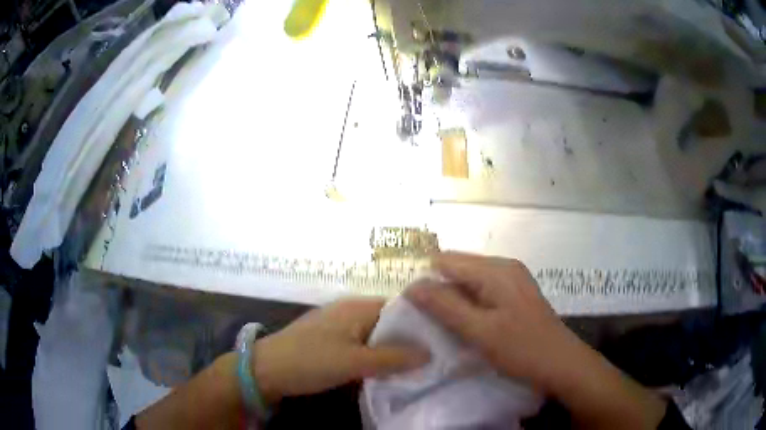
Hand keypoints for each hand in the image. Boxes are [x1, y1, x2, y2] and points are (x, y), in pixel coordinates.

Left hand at [252, 298, 428, 404]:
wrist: (266, 369)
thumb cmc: (310, 361)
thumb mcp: (354, 362)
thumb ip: (393, 358)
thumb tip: (430, 354)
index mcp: (358, 306)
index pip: (401, 306)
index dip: (423, 321)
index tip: (443, 338)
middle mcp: (350, 308)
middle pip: (390, 320)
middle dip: (410, 337)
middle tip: (434, 355)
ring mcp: (340, 323)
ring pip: (376, 333)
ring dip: (393, 347)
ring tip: (418, 363)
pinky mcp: (332, 338)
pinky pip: (363, 342)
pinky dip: (377, 352)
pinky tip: (388, 367)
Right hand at [407, 252, 582, 393]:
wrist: (562, 364)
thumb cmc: (522, 349)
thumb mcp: (479, 331)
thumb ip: (445, 306)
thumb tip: (413, 286)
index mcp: (496, 270)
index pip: (446, 261)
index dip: (426, 281)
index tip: (412, 308)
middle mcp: (504, 267)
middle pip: (459, 269)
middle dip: (439, 290)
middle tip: (426, 321)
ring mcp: (513, 280)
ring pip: (470, 282)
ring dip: (453, 300)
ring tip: (442, 325)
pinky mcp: (516, 295)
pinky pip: (483, 292)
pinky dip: (469, 305)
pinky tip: (466, 325)